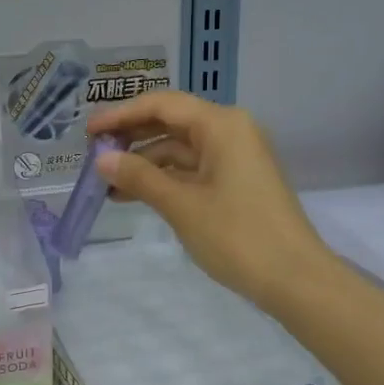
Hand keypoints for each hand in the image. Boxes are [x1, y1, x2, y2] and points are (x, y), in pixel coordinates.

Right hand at [88, 91, 330, 316]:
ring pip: (179, 149)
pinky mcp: (236, 182)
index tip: (88, 132)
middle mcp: (230, 131)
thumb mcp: (181, 205)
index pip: (162, 105)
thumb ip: (139, 177)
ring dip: (144, 162)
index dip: (121, 115)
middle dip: (131, 137)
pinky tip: (134, 195)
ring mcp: (235, 158)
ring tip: (106, 183)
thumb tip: (102, 160)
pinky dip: (164, 179)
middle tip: (92, 154)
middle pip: (171, 122)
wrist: (295, 280)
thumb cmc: (237, 235)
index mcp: (221, 125)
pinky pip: (192, 170)